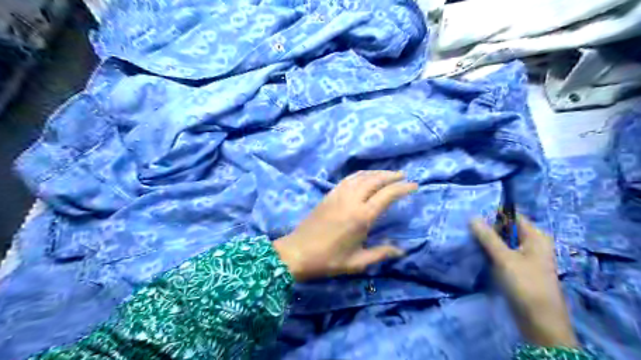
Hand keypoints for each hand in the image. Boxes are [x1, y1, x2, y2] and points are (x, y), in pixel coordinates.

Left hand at [274, 170, 414, 281]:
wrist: (297, 252)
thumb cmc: (328, 260)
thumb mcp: (357, 262)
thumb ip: (380, 253)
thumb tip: (401, 251)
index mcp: (361, 217)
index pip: (387, 195)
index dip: (402, 188)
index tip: (414, 185)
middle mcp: (352, 200)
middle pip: (375, 181)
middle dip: (391, 176)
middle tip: (403, 176)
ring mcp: (338, 195)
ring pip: (361, 177)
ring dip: (376, 173)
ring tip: (387, 174)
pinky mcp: (329, 195)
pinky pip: (348, 179)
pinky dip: (361, 175)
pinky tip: (365, 177)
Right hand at [470, 215, 578, 346]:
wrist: (540, 321)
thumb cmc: (526, 285)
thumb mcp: (504, 258)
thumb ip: (488, 237)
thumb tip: (472, 217)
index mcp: (536, 236)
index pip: (512, 216)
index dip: (492, 215)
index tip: (472, 216)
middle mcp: (533, 243)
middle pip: (506, 229)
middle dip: (488, 229)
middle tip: (466, 229)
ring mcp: (526, 257)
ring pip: (503, 242)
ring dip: (488, 242)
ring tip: (468, 239)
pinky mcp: (519, 268)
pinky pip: (503, 254)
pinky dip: (491, 252)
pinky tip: (477, 253)